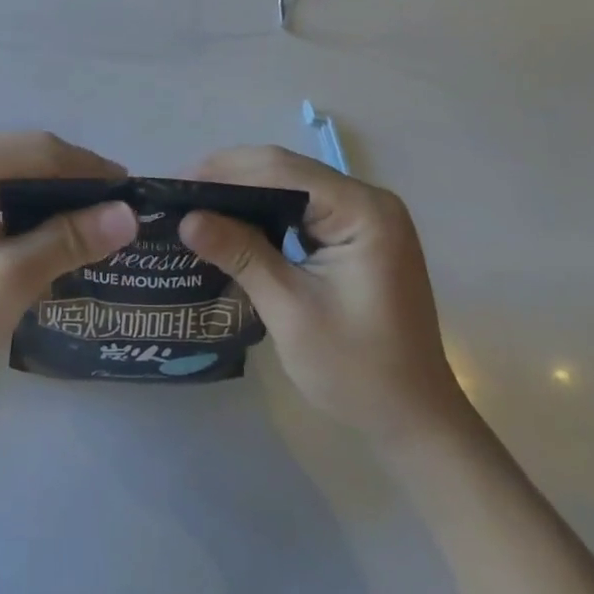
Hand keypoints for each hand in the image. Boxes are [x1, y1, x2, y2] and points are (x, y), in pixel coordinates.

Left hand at [0, 132, 137, 410]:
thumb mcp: (7, 282)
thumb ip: (67, 241)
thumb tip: (129, 214)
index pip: (39, 152)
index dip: (90, 171)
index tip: (135, 194)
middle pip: (29, 162)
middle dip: (76, 188)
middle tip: (123, 218)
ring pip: (17, 184)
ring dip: (57, 205)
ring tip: (102, 229)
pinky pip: (1, 203)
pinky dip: (33, 219)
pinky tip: (59, 241)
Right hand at [179, 146, 462, 441]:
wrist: (416, 423)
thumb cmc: (358, 372)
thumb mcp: (291, 311)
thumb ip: (241, 255)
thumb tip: (186, 218)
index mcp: (363, 210)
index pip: (283, 170)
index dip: (226, 172)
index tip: (177, 183)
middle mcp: (368, 199)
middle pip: (287, 170)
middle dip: (231, 177)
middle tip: (179, 192)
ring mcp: (366, 216)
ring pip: (292, 185)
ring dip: (245, 191)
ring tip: (196, 201)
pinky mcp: (357, 234)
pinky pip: (303, 207)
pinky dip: (266, 210)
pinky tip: (234, 220)